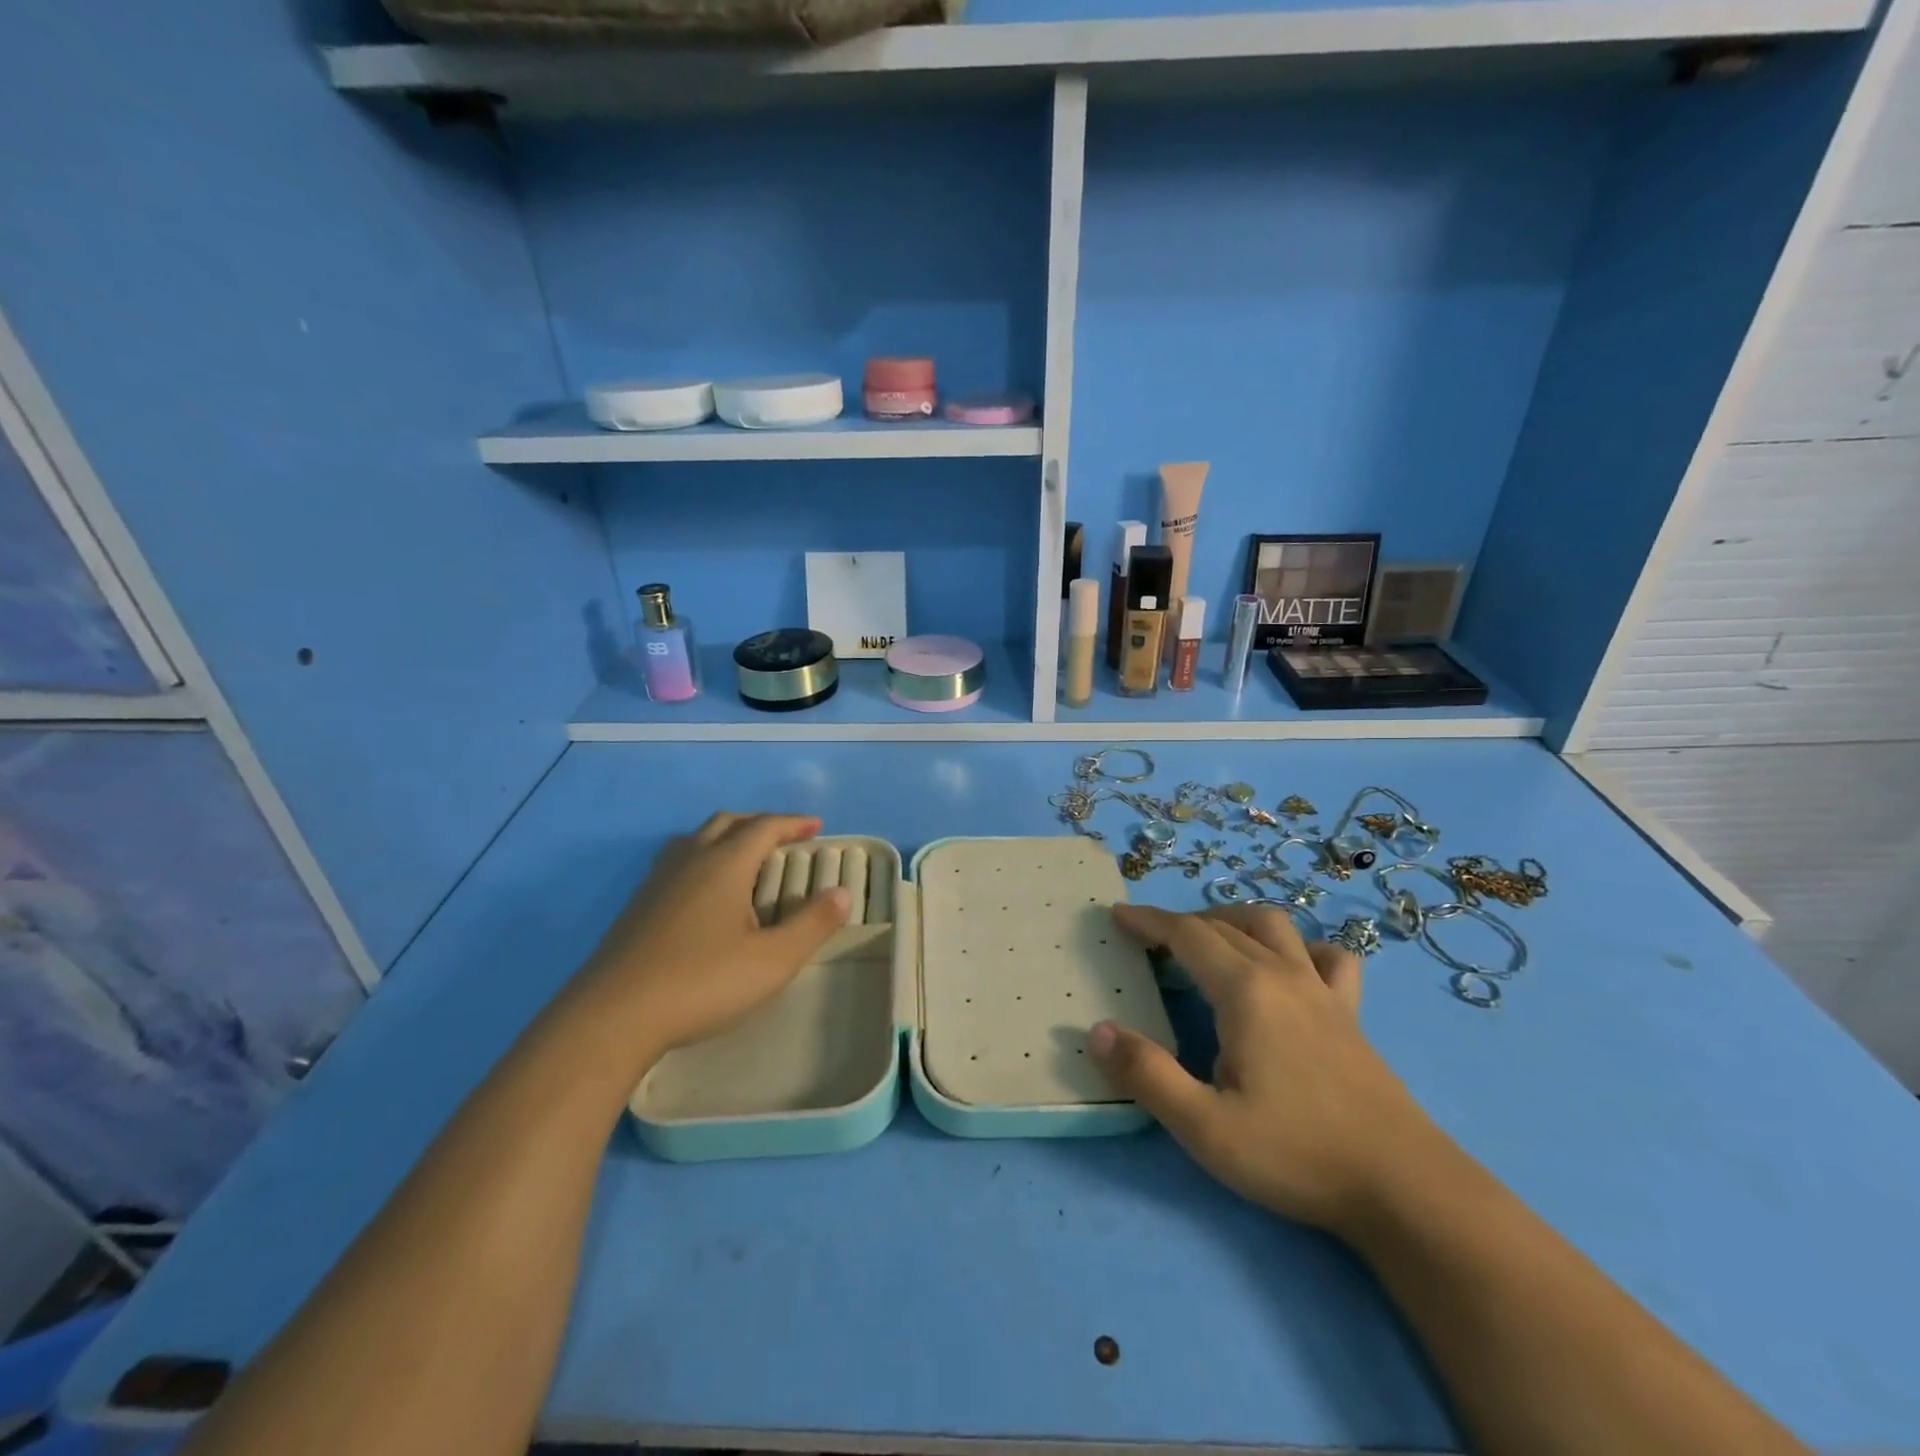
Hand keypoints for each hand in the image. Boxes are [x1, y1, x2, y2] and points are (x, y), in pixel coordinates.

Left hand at [571, 813, 849, 1063]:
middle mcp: (690, 860)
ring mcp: (658, 881)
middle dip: (760, 823)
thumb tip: (841, 892)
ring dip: (727, 835)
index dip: (793, 823)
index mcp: (725, 864)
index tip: (816, 826)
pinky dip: (703, 857)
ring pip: (696, 837)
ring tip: (744, 856)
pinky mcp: (638, 905)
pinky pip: (677, 860)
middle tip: (784, 837)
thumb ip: (812, 924)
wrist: (612, 1016)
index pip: (765, 827)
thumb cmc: (701, 983)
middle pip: (728, 822)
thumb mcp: (772, 961)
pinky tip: (704, 891)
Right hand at [1089, 903, 1442, 1234]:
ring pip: (1275, 926)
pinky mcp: (1351, 1015)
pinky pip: (1329, 958)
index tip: (1117, 916)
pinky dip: (1302, 947)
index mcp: (1245, 991)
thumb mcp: (1205, 1126)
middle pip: (1224, 925)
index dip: (1148, 921)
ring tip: (1210, 938)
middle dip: (1180, 922)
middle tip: (1149, 940)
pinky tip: (1292, 967)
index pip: (1187, 935)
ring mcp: (1323, 991)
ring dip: (1234, 919)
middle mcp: (1283, 975)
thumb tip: (1097, 1031)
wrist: (1405, 1189)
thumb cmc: (1296, 1154)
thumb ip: (1147, 1075)